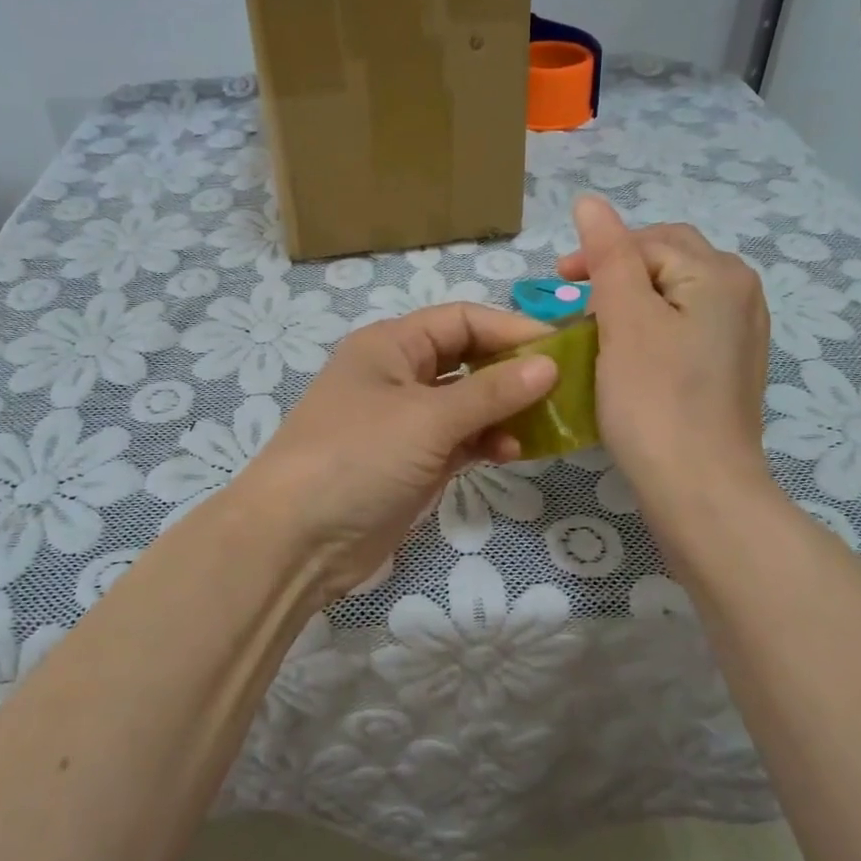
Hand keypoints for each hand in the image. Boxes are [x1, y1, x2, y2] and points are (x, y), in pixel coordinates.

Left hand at [237, 304, 556, 605]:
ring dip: (504, 411)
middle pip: (467, 360)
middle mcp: (398, 375)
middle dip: (512, 372)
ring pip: (467, 404)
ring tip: (543, 425)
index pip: (462, 320)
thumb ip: (491, 392)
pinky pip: (460, 440)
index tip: (563, 350)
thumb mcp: (427, 419)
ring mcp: (404, 422)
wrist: (297, 539)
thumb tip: (549, 365)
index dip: (512, 330)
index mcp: (391, 345)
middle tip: (563, 389)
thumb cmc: (358, 458)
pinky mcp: (411, 462)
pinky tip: (512, 452)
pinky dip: (486, 442)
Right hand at [556, 195, 773, 517]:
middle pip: (667, 263)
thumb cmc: (655, 400)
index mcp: (719, 274)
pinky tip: (627, 358)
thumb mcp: (625, 319)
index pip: (648, 241)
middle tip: (574, 304)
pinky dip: (649, 332)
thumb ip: (608, 255)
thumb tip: (589, 200)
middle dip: (617, 275)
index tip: (556, 286)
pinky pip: (684, 330)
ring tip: (595, 330)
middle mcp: (741, 295)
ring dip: (631, 304)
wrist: (700, 490)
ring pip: (674, 298)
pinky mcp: (728, 370)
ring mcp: (740, 336)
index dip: (599, 255)